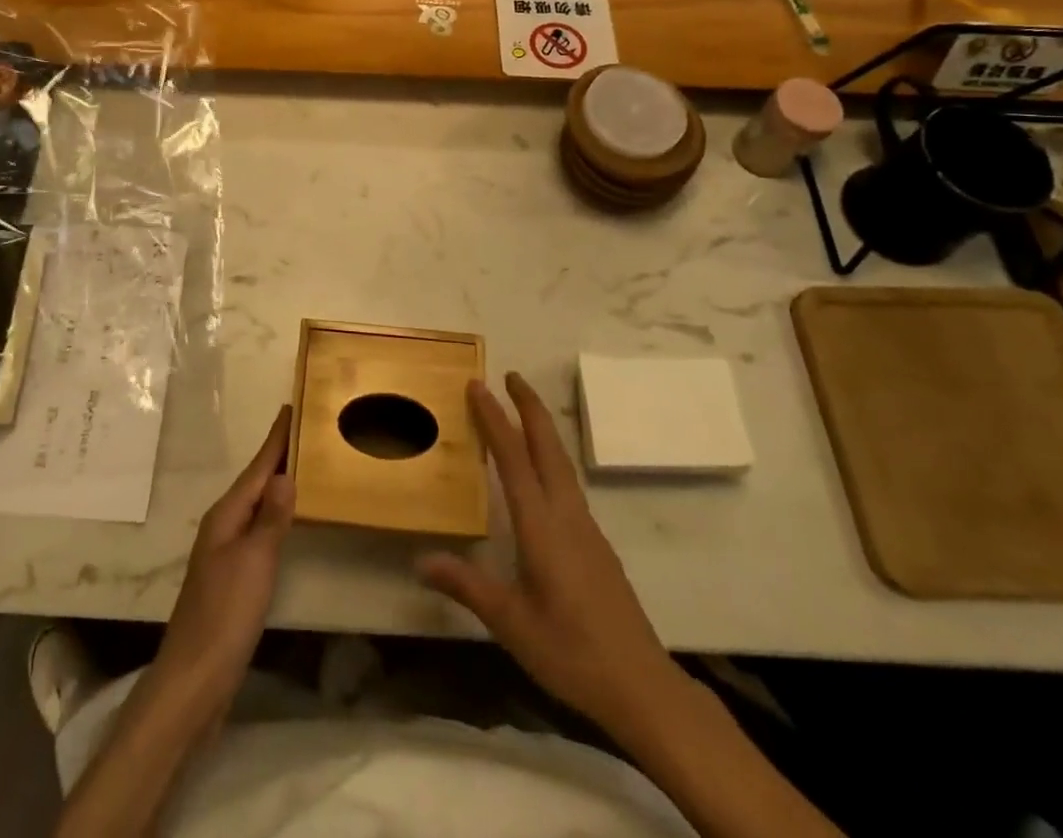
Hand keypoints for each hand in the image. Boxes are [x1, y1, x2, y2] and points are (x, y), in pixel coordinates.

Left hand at [150, 405, 294, 720]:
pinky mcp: (231, 575)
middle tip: (305, 429)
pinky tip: (284, 517)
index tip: (292, 407)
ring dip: (275, 482)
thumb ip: (271, 517)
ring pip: (255, 503)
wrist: (194, 678)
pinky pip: (256, 527)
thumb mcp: (255, 561)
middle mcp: (222, 524)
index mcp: (226, 514)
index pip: (257, 467)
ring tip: (301, 463)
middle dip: (277, 455)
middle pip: (255, 481)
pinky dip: (273, 512)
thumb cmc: (226, 613)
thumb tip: (285, 474)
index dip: (276, 439)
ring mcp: (224, 550)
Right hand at [418, 373, 676, 729]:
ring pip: (561, 463)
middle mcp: (566, 516)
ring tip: (522, 410)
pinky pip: (568, 484)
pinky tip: (542, 472)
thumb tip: (420, 558)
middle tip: (510, 375)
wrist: (642, 686)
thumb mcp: (510, 623)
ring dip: (541, 429)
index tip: (478, 385)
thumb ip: (467, 586)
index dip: (495, 419)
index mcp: (541, 527)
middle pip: (547, 447)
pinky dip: (550, 458)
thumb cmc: (571, 652)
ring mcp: (586, 528)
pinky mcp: (596, 544)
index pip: (514, 459)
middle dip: (529, 407)